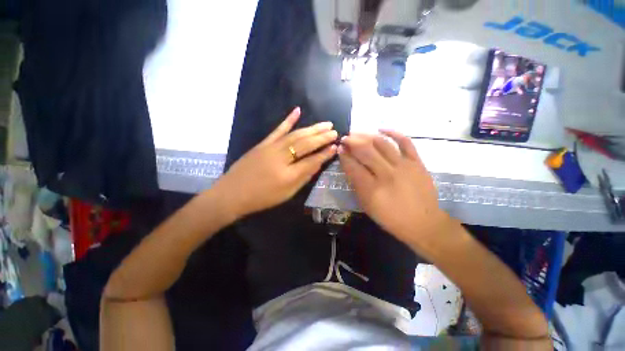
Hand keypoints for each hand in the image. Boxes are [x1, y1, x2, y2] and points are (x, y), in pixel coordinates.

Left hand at [214, 107, 337, 218]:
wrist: (232, 193)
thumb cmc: (262, 197)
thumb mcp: (286, 194)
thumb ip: (303, 178)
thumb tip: (317, 164)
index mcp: (288, 175)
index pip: (312, 160)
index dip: (325, 153)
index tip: (336, 147)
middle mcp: (281, 158)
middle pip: (306, 144)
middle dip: (322, 137)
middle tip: (335, 131)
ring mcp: (271, 147)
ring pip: (296, 135)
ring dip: (312, 128)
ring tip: (325, 124)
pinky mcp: (263, 143)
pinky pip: (278, 129)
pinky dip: (288, 120)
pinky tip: (297, 110)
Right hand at [339, 131, 450, 245]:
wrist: (423, 223)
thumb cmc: (390, 217)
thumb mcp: (367, 205)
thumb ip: (356, 184)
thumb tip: (348, 164)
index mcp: (372, 189)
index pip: (353, 166)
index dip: (344, 156)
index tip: (339, 149)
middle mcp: (387, 174)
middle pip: (365, 151)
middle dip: (352, 142)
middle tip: (345, 138)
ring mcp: (404, 166)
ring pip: (382, 143)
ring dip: (367, 136)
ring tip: (358, 133)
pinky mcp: (417, 162)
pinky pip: (405, 142)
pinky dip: (393, 133)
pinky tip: (381, 129)